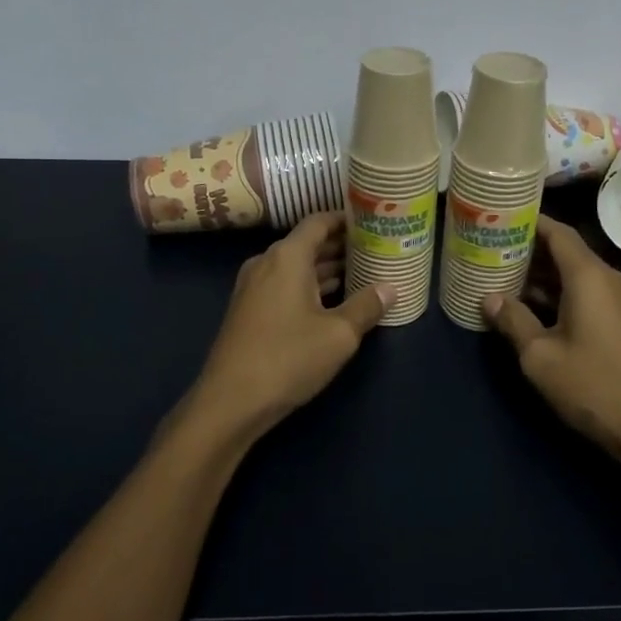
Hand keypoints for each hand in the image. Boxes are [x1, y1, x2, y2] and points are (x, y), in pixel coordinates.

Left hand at [183, 211, 391, 446]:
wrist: (230, 402)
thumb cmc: (288, 358)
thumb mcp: (339, 334)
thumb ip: (366, 306)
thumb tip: (391, 288)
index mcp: (287, 257)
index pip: (318, 222)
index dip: (346, 219)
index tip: (373, 223)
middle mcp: (267, 263)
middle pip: (308, 243)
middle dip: (342, 246)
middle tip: (377, 249)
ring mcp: (254, 287)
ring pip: (297, 267)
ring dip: (327, 269)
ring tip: (364, 273)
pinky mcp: (249, 310)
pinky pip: (285, 285)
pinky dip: (310, 287)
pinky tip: (335, 302)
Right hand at [483, 217, 620, 478]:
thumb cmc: (593, 386)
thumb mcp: (540, 356)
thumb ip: (513, 320)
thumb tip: (489, 298)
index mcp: (589, 276)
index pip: (558, 232)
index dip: (529, 222)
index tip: (500, 217)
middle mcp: (609, 279)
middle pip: (566, 251)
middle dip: (529, 250)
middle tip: (491, 250)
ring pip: (576, 275)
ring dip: (543, 276)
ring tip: (503, 278)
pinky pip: (588, 293)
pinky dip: (560, 293)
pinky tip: (533, 308)